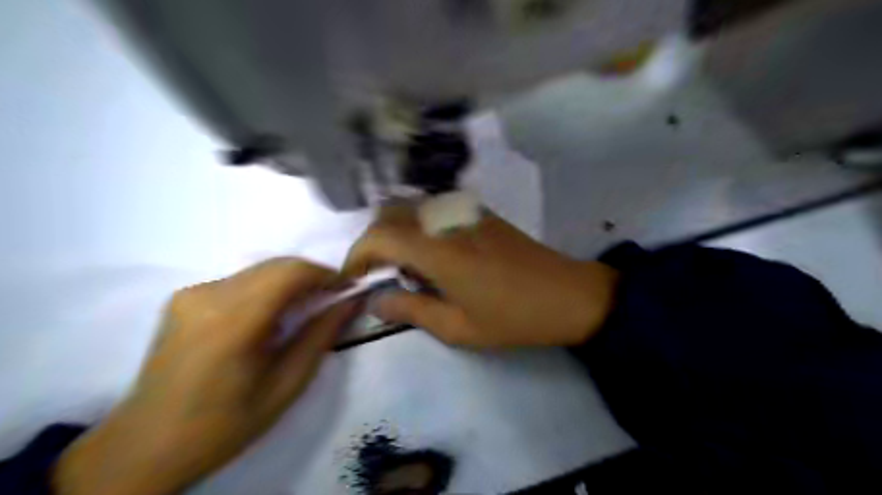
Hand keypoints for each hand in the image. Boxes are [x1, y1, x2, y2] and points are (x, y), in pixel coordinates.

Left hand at [54, 258, 354, 494]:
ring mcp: (191, 293)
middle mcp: (208, 296)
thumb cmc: (224, 424)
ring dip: (290, 283)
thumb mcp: (285, 386)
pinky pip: (240, 280)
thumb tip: (350, 302)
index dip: (325, 274)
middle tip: (331, 300)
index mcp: (232, 322)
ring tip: (305, 309)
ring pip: (259, 270)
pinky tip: (271, 317)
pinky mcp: (184, 297)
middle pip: (276, 266)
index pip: (289, 272)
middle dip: (311, 277)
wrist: (146, 446)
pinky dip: (267, 289)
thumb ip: (320, 336)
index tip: (347, 289)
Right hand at [345, 205, 619, 347]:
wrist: (567, 295)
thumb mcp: (457, 327)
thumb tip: (377, 300)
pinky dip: (419, 225)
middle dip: (374, 241)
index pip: (379, 236)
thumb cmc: (512, 318)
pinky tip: (435, 253)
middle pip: (391, 213)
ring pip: (412, 206)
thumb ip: (411, 310)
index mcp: (437, 250)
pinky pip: (435, 208)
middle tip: (379, 274)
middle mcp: (446, 221)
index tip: (353, 279)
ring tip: (407, 267)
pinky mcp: (480, 212)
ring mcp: (465, 211)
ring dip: (397, 231)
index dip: (357, 256)